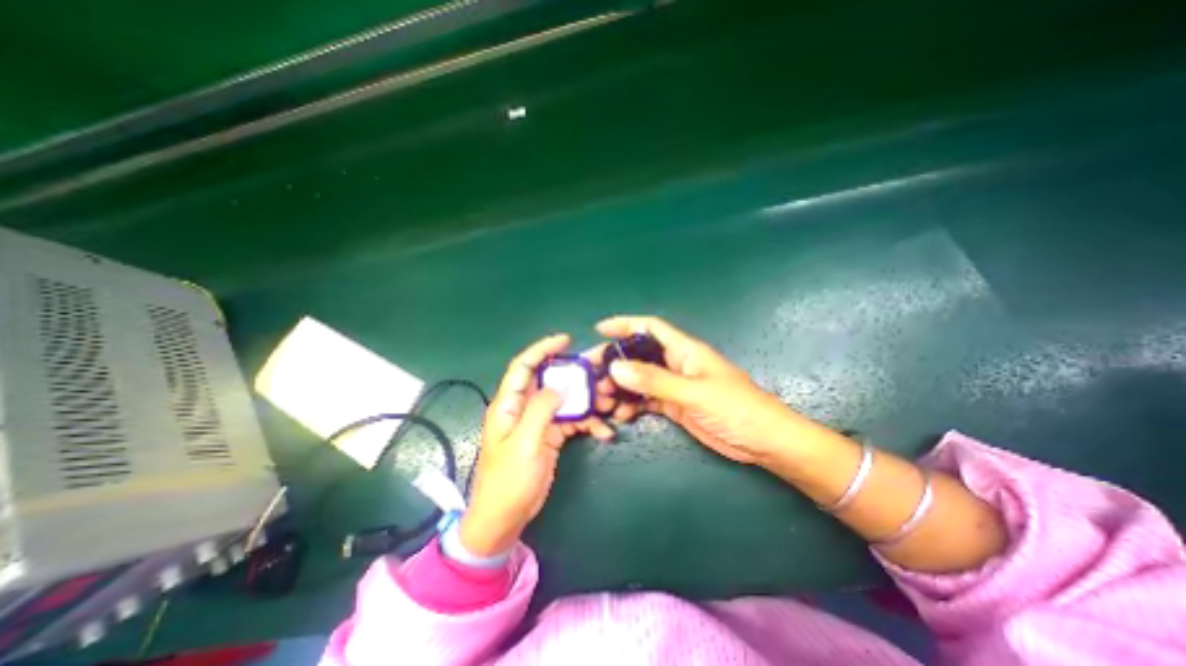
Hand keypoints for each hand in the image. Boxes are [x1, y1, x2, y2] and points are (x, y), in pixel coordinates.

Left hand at [462, 334, 616, 555]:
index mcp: (509, 404)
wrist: (506, 518)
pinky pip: (573, 420)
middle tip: (601, 373)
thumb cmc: (508, 481)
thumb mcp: (524, 444)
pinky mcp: (551, 434)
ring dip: (588, 400)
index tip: (566, 341)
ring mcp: (539, 421)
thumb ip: (541, 410)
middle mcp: (524, 407)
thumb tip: (560, 386)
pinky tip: (604, 431)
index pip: (524, 366)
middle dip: (576, 375)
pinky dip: (589, 422)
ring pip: (566, 399)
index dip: (542, 349)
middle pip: (551, 380)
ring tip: (610, 403)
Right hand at [597, 315, 800, 465]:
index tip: (599, 330)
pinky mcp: (675, 406)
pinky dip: (632, 406)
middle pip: (638, 355)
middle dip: (614, 362)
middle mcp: (676, 364)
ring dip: (620, 388)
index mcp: (684, 350)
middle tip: (590, 375)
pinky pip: (646, 401)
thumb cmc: (736, 408)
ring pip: (639, 380)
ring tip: (602, 401)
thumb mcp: (693, 393)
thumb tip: (616, 368)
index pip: (649, 328)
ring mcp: (674, 386)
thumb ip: (655, 381)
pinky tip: (621, 416)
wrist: (764, 442)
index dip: (624, 324)